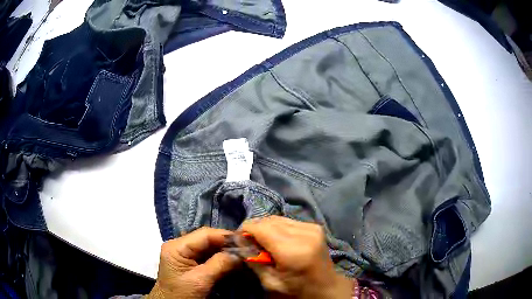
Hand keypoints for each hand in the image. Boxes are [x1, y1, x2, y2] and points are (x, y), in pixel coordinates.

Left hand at [147, 227, 240, 298]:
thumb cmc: (182, 295)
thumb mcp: (200, 281)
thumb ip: (219, 264)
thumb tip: (241, 253)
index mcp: (177, 247)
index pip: (205, 234)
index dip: (226, 236)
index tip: (246, 241)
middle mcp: (179, 245)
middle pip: (207, 238)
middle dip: (227, 243)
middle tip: (247, 248)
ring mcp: (184, 253)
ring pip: (209, 246)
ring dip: (225, 250)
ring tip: (242, 254)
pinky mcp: (189, 261)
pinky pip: (207, 255)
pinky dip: (220, 257)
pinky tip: (232, 260)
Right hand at [241, 216, 352, 298]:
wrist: (326, 287)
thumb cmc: (297, 290)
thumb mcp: (270, 282)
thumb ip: (253, 261)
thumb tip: (240, 243)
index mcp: (293, 250)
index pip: (261, 228)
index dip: (245, 230)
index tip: (238, 239)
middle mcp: (304, 233)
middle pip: (269, 220)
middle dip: (254, 228)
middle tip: (248, 242)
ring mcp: (312, 227)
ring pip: (278, 218)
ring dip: (266, 227)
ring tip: (262, 241)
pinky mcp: (315, 226)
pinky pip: (288, 221)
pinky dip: (278, 228)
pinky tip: (276, 240)